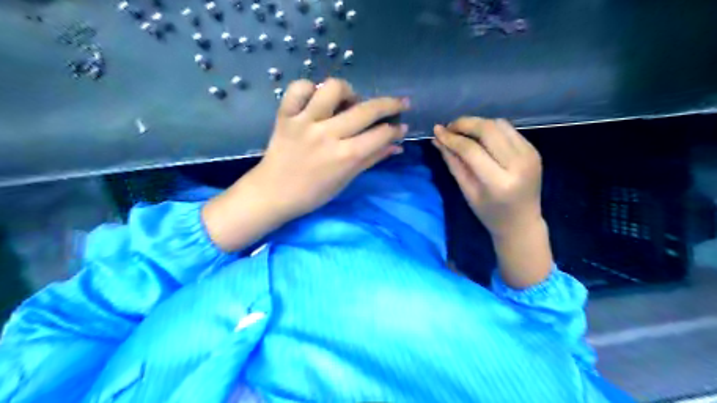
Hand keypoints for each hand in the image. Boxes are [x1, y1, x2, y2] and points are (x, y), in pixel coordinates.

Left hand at [204, 77, 412, 249]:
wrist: (273, 194)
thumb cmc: (312, 193)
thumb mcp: (345, 180)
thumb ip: (371, 159)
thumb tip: (396, 146)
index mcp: (345, 156)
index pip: (380, 135)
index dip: (396, 129)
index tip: (402, 126)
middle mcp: (327, 134)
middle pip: (366, 109)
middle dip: (390, 104)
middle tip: (399, 103)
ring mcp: (305, 122)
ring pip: (333, 88)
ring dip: (349, 91)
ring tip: (350, 102)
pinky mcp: (285, 115)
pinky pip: (298, 88)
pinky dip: (310, 88)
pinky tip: (317, 99)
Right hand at [430, 116, 543, 237]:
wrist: (522, 223)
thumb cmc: (489, 213)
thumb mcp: (467, 191)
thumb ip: (453, 163)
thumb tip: (438, 139)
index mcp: (499, 182)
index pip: (472, 150)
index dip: (452, 138)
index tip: (437, 131)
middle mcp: (518, 164)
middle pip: (488, 129)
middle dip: (465, 123)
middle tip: (449, 128)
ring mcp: (530, 154)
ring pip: (499, 124)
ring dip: (478, 124)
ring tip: (463, 131)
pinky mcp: (534, 150)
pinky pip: (509, 130)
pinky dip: (491, 129)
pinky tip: (480, 137)